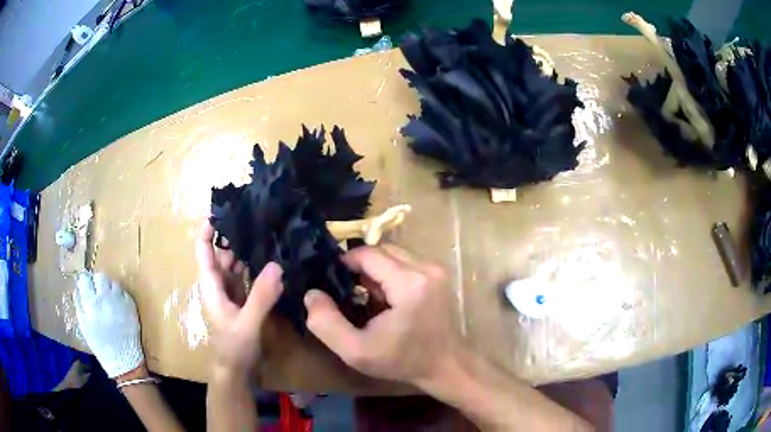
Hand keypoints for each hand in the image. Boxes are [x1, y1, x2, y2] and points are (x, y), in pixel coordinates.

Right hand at [74, 272, 143, 377]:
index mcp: (91, 303)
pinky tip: (118, 307)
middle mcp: (105, 298)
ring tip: (109, 300)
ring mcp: (120, 301)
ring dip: (110, 288)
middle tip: (98, 292)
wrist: (124, 361)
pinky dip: (120, 297)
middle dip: (98, 282)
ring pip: (113, 283)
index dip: (85, 281)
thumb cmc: (101, 346)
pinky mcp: (131, 306)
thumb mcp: (84, 327)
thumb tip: (77, 289)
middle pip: (100, 277)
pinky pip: (124, 293)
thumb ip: (79, 305)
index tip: (86, 285)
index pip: (85, 279)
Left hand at [196, 221, 282, 376]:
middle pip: (222, 253)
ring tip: (266, 231)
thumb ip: (260, 297)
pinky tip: (272, 258)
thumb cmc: (234, 347)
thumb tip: (277, 264)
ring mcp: (232, 292)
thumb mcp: (247, 323)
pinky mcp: (244, 299)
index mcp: (212, 286)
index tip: (222, 209)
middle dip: (234, 235)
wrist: (237, 370)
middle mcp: (219, 284)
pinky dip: (256, 266)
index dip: (207, 230)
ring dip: (247, 250)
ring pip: (236, 264)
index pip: (204, 251)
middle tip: (256, 215)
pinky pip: (248, 276)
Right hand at [304, 245, 460, 386]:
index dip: (346, 262)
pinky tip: (388, 300)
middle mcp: (426, 268)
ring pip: (395, 254)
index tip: (333, 281)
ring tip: (369, 298)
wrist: (446, 367)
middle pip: (382, 250)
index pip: (368, 253)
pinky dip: (392, 274)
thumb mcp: (356, 351)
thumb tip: (312, 294)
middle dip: (362, 267)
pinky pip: (407, 263)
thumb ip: (326, 323)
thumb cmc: (402, 361)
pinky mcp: (440, 276)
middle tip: (350, 292)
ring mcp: (437, 270)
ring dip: (377, 271)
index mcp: (408, 283)